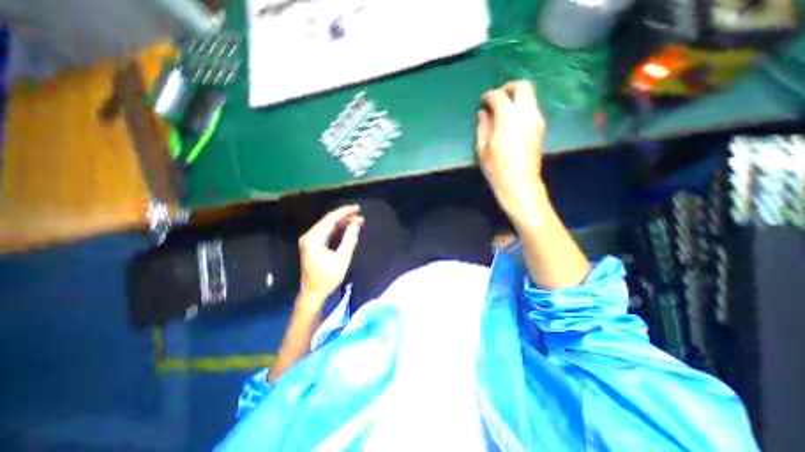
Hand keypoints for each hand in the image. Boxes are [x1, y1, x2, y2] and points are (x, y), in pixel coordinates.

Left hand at [298, 205, 364, 302]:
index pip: (330, 219)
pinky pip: (326, 232)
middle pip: (328, 221)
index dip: (345, 212)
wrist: (314, 293)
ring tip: (357, 220)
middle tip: (360, 215)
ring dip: (342, 223)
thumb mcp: (342, 258)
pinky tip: (347, 227)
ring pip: (327, 226)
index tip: (357, 208)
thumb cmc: (328, 278)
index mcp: (313, 239)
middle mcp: (309, 236)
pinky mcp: (312, 245)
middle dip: (345, 216)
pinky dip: (337, 229)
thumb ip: (350, 239)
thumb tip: (356, 224)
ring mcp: (309, 240)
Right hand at [477, 81, 546, 221]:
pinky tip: (512, 120)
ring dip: (516, 97)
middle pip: (523, 87)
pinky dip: (522, 107)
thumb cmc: (496, 169)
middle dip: (508, 88)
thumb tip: (483, 113)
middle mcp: (526, 114)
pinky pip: (532, 108)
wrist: (520, 183)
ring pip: (530, 96)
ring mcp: (536, 120)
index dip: (489, 96)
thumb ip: (482, 127)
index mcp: (508, 119)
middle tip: (497, 97)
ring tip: (504, 109)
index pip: (499, 96)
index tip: (482, 102)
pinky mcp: (540, 128)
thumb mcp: (482, 149)